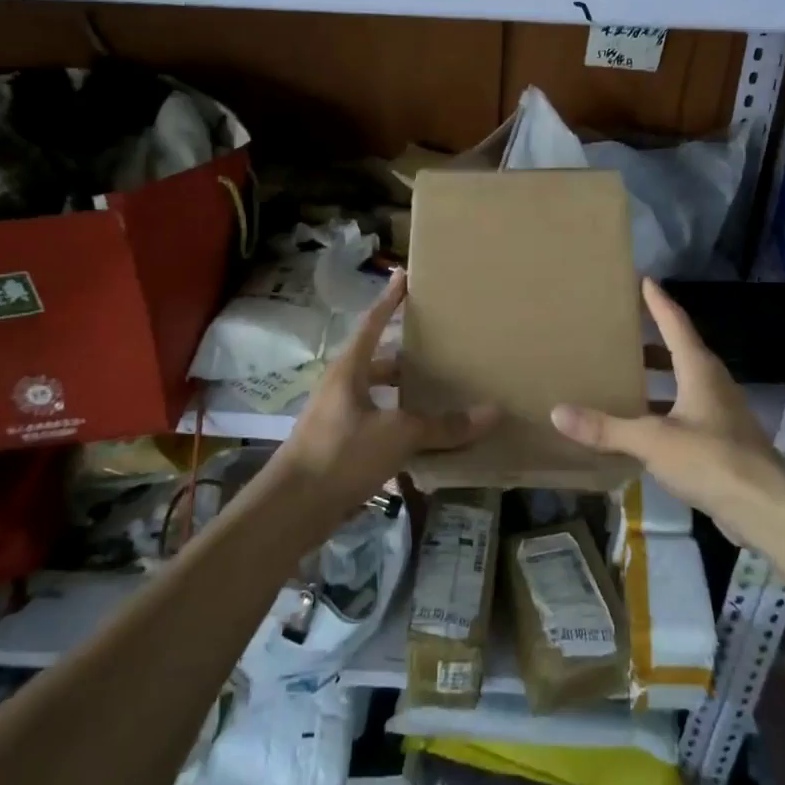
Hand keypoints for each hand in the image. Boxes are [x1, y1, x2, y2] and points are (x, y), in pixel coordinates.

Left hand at [269, 271, 498, 516]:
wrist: (291, 509)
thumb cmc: (341, 454)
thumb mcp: (398, 435)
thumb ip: (443, 425)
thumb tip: (493, 411)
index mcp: (349, 369)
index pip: (373, 323)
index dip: (390, 300)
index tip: (405, 276)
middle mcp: (342, 387)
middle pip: (380, 362)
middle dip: (409, 357)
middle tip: (444, 349)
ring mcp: (339, 418)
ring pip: (381, 397)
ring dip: (407, 397)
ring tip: (443, 395)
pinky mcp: (341, 448)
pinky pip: (379, 427)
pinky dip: (402, 429)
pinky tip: (427, 441)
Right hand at [551, 278, 784, 520]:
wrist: (765, 508)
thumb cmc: (711, 459)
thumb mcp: (653, 441)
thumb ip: (606, 428)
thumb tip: (557, 411)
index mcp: (699, 370)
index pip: (676, 323)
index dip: (657, 302)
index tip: (643, 279)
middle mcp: (712, 384)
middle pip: (680, 351)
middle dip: (652, 340)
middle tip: (621, 330)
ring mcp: (720, 413)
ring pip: (683, 383)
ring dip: (657, 378)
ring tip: (624, 375)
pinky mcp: (721, 441)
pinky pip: (685, 412)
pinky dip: (662, 409)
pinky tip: (641, 425)